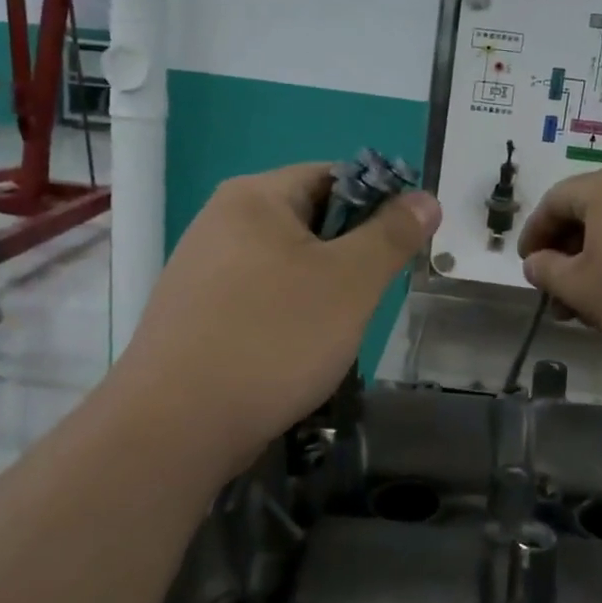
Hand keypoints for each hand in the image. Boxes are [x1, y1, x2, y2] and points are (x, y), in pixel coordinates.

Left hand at [114, 164, 440, 476]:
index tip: (399, 249)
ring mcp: (201, 270)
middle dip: (348, 256)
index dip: (378, 205)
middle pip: (308, 221)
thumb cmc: (274, 338)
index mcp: (255, 197)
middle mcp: (220, 221)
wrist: (175, 426)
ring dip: (320, 291)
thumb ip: (392, 234)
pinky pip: (258, 299)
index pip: (334, 176)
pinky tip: (294, 355)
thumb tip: (426, 198)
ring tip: (333, 333)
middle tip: (367, 298)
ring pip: (285, 265)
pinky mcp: (194, 315)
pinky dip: (286, 317)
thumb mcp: (351, 282)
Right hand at [517, 164, 601, 377]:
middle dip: (567, 252)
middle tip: (558, 294)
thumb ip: (547, 271)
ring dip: (598, 258)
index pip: (555, 201)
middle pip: (590, 210)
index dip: (534, 234)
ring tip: (592, 302)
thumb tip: (536, 262)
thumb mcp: (581, 290)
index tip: (527, 266)